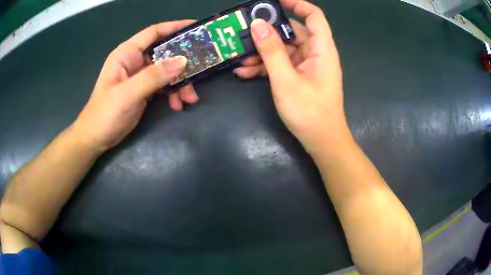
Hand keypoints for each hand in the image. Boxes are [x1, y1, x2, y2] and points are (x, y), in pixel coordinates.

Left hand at [72, 20, 198, 150]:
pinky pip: (163, 86)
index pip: (153, 33)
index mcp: (127, 54)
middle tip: (199, 70)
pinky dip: (172, 93)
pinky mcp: (143, 90)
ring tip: (190, 99)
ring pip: (166, 71)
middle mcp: (134, 61)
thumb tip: (182, 61)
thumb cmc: (105, 114)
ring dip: (180, 83)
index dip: (174, 27)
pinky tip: (177, 105)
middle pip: (164, 53)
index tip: (195, 27)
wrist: (96, 138)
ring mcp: (139, 76)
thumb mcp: (128, 94)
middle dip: (182, 63)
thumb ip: (153, 77)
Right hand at [233, 0, 349, 152]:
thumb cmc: (309, 112)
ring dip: (262, 52)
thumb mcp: (286, 79)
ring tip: (240, 59)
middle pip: (292, 31)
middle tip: (243, 32)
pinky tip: (245, 73)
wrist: (321, 141)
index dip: (296, 4)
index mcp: (322, 49)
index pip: (314, 16)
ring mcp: (307, 65)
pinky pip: (282, 64)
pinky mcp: (299, 76)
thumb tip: (258, 24)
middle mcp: (316, 53)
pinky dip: (265, 66)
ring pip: (283, 49)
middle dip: (268, 32)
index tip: (273, 1)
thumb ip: (272, 50)